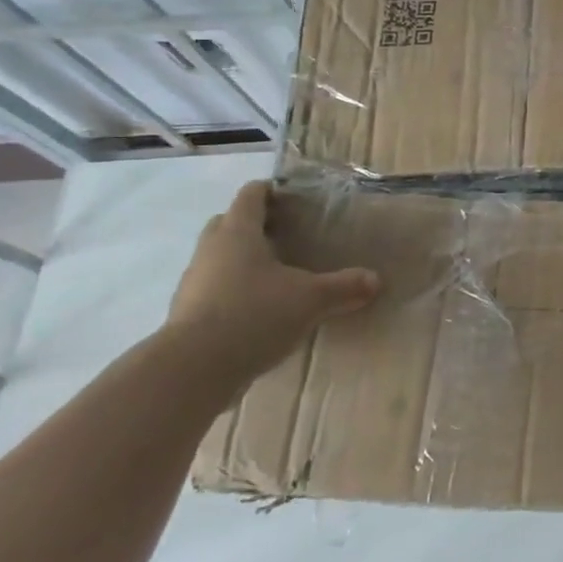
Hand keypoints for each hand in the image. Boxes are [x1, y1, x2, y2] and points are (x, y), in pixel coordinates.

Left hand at [167, 180, 379, 374]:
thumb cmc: (253, 314)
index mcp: (238, 233)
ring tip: (275, 274)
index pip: (251, 196)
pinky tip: (258, 309)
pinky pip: (213, 289)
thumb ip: (343, 287)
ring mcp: (194, 283)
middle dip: (254, 224)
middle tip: (286, 235)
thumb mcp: (311, 300)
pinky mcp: (187, 314)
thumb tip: (375, 280)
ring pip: (218, 258)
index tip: (293, 198)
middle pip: (229, 223)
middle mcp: (211, 250)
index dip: (271, 191)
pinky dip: (233, 291)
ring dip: (241, 260)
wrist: (193, 370)